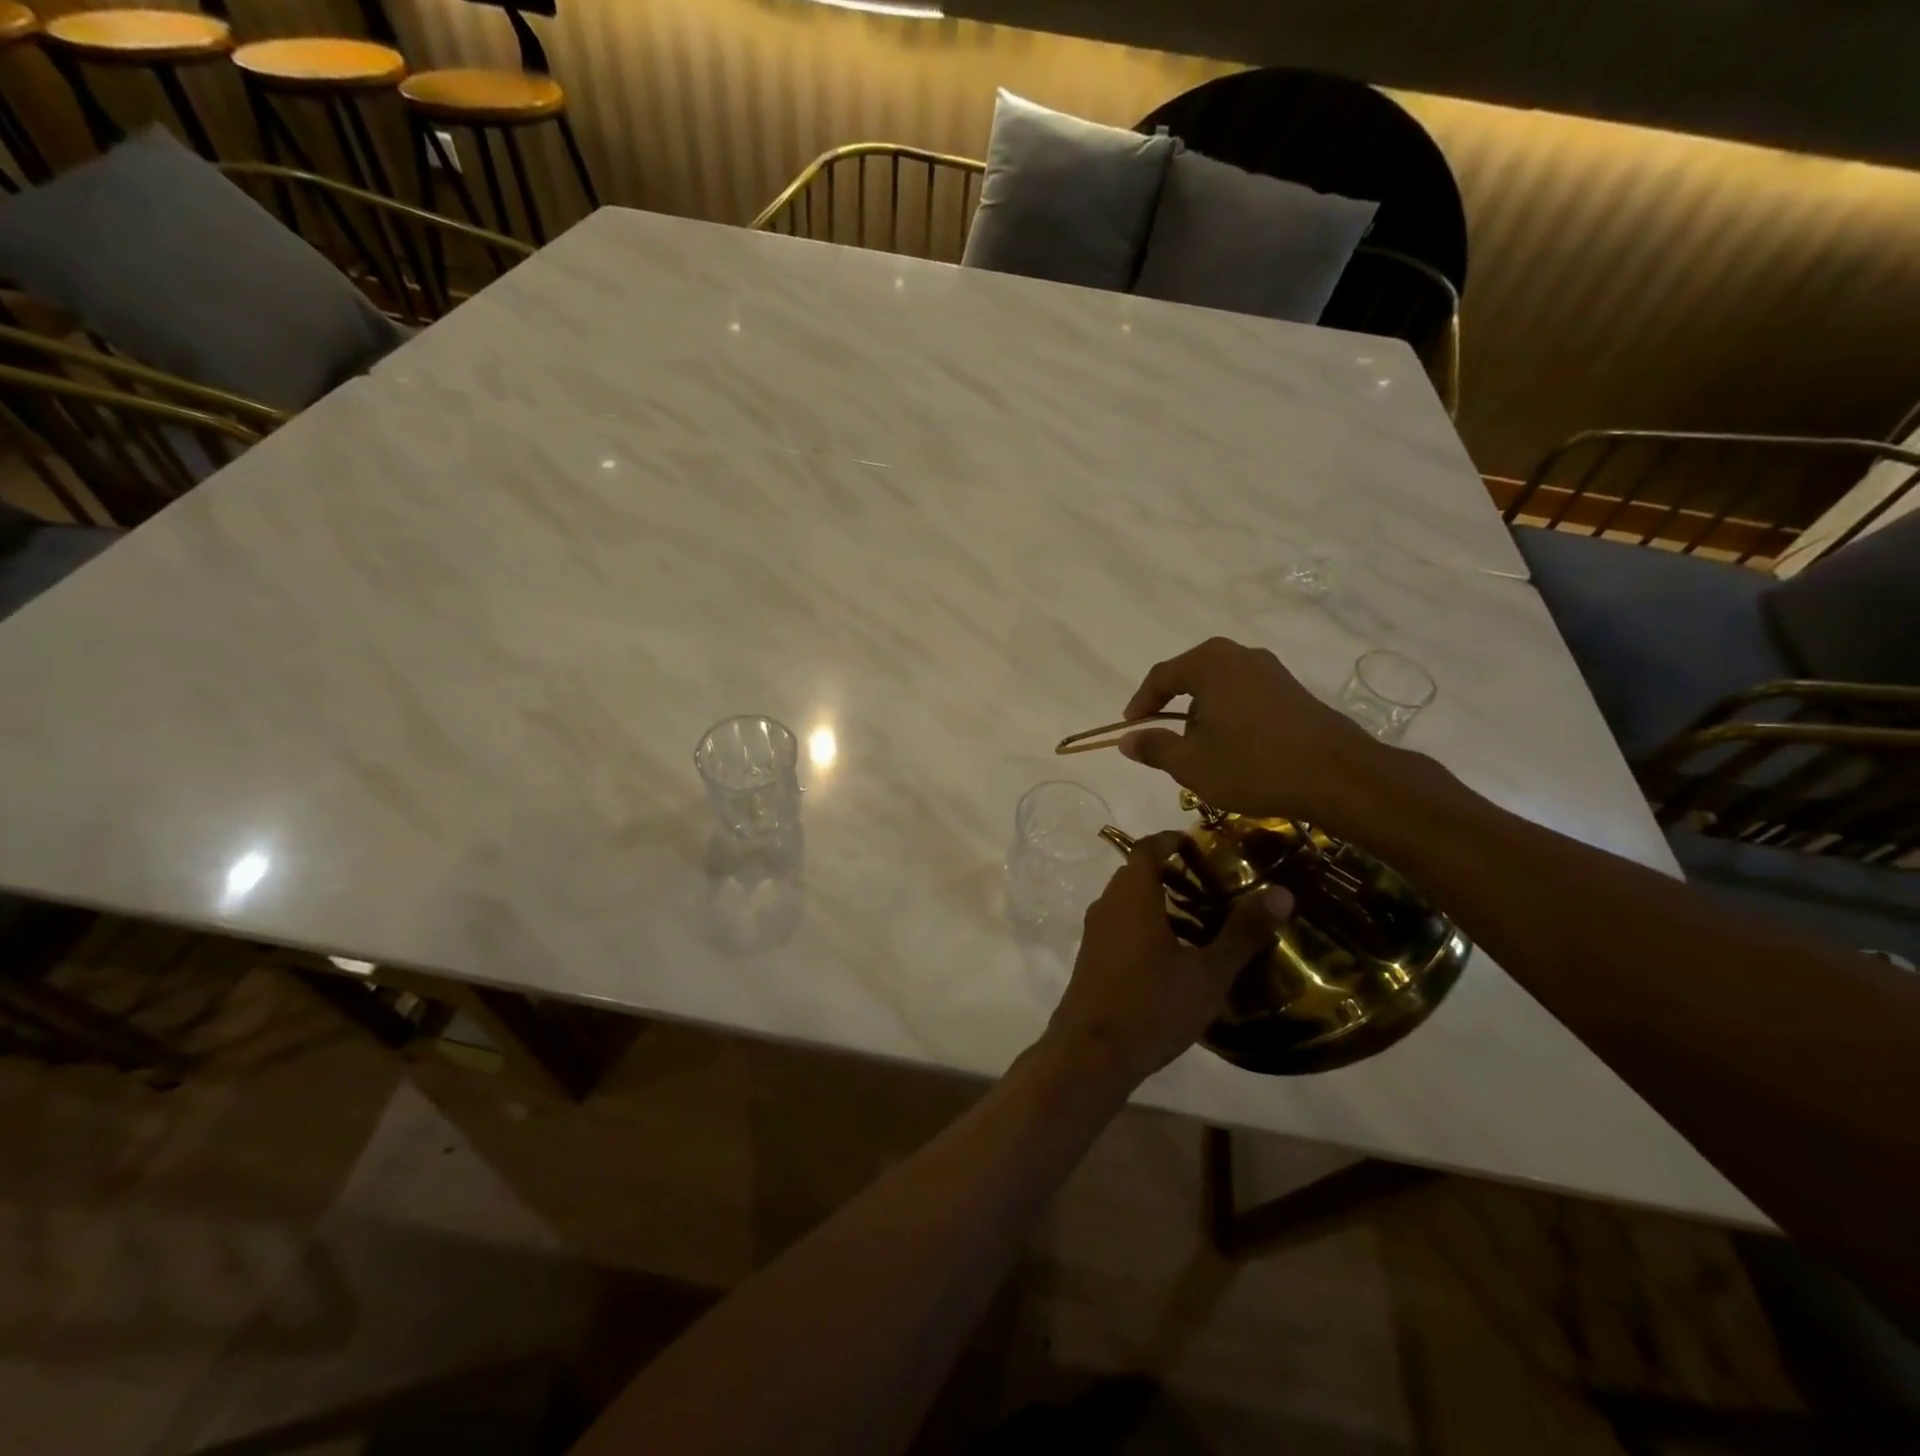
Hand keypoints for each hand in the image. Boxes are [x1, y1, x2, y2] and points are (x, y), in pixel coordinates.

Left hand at [1039, 832, 1292, 1090]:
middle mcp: (1108, 904)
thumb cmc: (1152, 1006)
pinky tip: (1173, 954)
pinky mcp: (1091, 957)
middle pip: (1137, 872)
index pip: (1147, 848)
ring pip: (1127, 901)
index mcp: (1132, 895)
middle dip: (1171, 871)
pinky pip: (1120, 924)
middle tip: (1212, 883)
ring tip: (1201, 918)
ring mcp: (1095, 932)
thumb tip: (1283, 892)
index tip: (1200, 844)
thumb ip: (1243, 932)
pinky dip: (1145, 923)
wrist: (1090, 1053)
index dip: (1171, 839)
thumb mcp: (1207, 973)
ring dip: (1158, 900)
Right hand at [1119, 636, 1383, 823]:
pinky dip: (1230, 717)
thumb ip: (1154, 747)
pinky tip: (1235, 749)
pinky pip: (1245, 696)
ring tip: (1200, 750)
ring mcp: (1271, 670)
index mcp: (1209, 663)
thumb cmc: (1252, 765)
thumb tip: (1127, 740)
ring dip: (1204, 715)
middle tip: (1164, 739)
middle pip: (1192, 677)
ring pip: (1220, 688)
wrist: (1336, 776)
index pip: (1161, 676)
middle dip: (1173, 708)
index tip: (1129, 727)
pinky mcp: (1293, 690)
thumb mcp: (1191, 764)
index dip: (1140, 703)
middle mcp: (1239, 655)